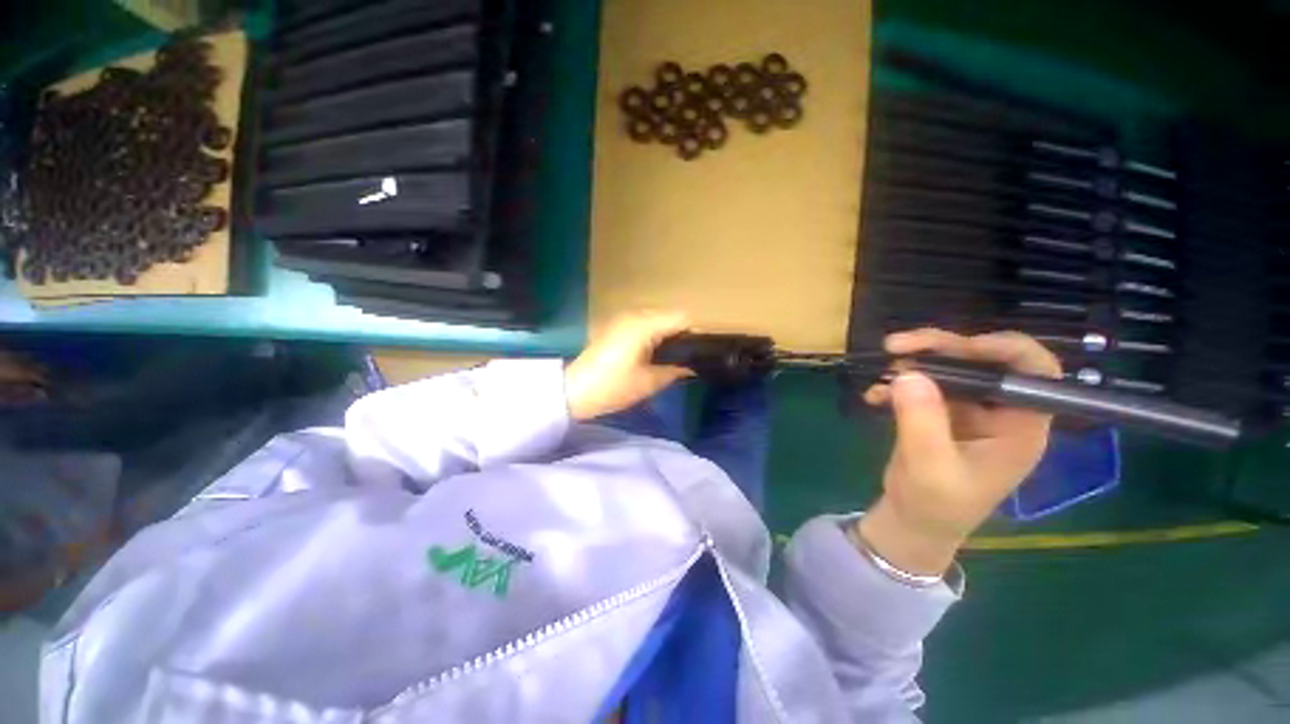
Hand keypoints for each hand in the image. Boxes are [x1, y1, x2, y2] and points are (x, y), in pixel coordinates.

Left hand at [565, 311, 693, 420]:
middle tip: (687, 358)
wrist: (573, 390)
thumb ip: (675, 370)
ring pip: (657, 318)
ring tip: (671, 358)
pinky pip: (644, 323)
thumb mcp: (649, 382)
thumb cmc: (613, 386)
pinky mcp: (615, 326)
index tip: (701, 352)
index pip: (682, 318)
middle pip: (670, 315)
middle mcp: (635, 314)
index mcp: (645, 324)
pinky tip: (653, 354)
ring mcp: (623, 318)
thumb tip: (691, 367)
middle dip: (682, 333)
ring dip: (667, 334)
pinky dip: (653, 334)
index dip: (696, 334)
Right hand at [857, 329, 1061, 575]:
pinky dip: (896, 385)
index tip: (958, 346)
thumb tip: (909, 374)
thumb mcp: (929, 467)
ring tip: (881, 371)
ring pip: (950, 368)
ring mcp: (969, 411)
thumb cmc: (935, 504)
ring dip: (914, 363)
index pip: (1034, 373)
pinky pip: (922, 385)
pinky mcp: (941, 413)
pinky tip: (873, 397)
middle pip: (983, 361)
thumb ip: (922, 422)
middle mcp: (999, 412)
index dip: (1004, 349)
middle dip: (940, 348)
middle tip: (895, 346)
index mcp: (1019, 427)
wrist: (915, 520)